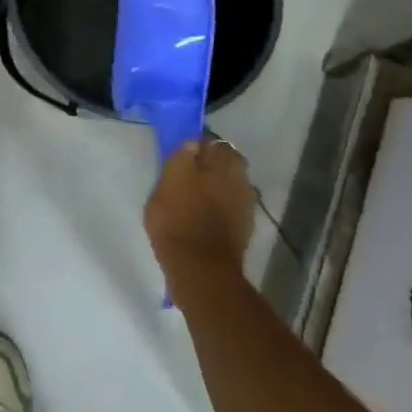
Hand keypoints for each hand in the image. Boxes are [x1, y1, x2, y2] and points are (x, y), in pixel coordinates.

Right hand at [145, 136, 257, 281]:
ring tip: (197, 193)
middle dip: (212, 162)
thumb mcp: (166, 184)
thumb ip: (180, 160)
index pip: (213, 142)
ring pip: (232, 182)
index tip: (183, 152)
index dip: (198, 145)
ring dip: (219, 182)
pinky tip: (206, 212)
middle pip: (228, 161)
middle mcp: (239, 179)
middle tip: (190, 171)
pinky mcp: (245, 226)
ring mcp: (245, 204)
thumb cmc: (176, 221)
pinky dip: (223, 203)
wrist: (200, 269)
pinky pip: (233, 204)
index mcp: (221, 164)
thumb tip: (193, 142)